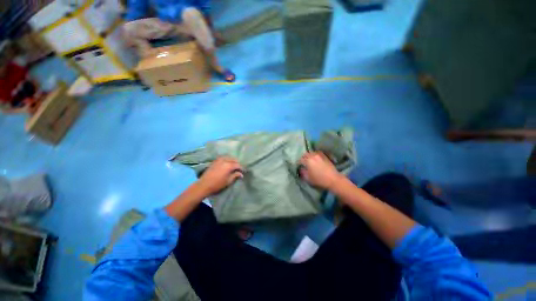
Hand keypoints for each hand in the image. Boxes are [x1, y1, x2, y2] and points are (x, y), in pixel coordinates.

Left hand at [198, 157, 243, 195]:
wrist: (204, 185)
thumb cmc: (218, 184)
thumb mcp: (228, 181)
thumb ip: (235, 175)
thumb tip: (241, 174)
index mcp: (229, 165)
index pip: (238, 165)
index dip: (241, 168)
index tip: (243, 171)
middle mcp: (225, 160)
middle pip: (234, 159)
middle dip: (237, 163)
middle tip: (239, 168)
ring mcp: (219, 160)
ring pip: (228, 157)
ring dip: (232, 160)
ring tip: (233, 165)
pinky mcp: (215, 161)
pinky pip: (223, 158)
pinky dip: (227, 159)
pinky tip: (227, 163)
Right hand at [299, 151, 341, 189]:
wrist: (333, 179)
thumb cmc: (319, 180)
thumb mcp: (308, 178)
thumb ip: (302, 172)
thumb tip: (300, 169)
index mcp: (308, 161)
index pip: (300, 160)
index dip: (298, 163)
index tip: (298, 166)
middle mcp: (313, 156)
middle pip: (305, 155)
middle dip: (303, 158)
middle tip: (303, 163)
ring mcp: (319, 155)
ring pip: (311, 153)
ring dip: (308, 156)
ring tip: (309, 160)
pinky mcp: (324, 156)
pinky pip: (317, 153)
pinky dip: (314, 155)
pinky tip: (315, 159)